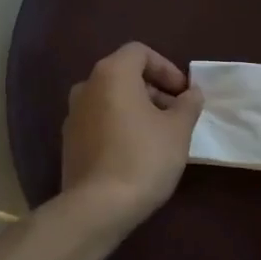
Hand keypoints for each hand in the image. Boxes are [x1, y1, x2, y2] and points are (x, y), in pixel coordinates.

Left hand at [61, 43, 204, 231]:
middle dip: (154, 89)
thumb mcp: (178, 130)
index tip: (184, 93)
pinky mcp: (69, 141)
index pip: (140, 52)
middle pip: (124, 75)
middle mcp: (86, 87)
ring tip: (160, 135)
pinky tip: (137, 152)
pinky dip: (120, 126)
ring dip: (137, 109)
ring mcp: (73, 115)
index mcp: (111, 74)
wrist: (98, 206)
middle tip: (177, 114)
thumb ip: (188, 104)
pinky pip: (99, 121)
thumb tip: (191, 93)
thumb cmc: (143, 158)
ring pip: (111, 99)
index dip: (166, 68)